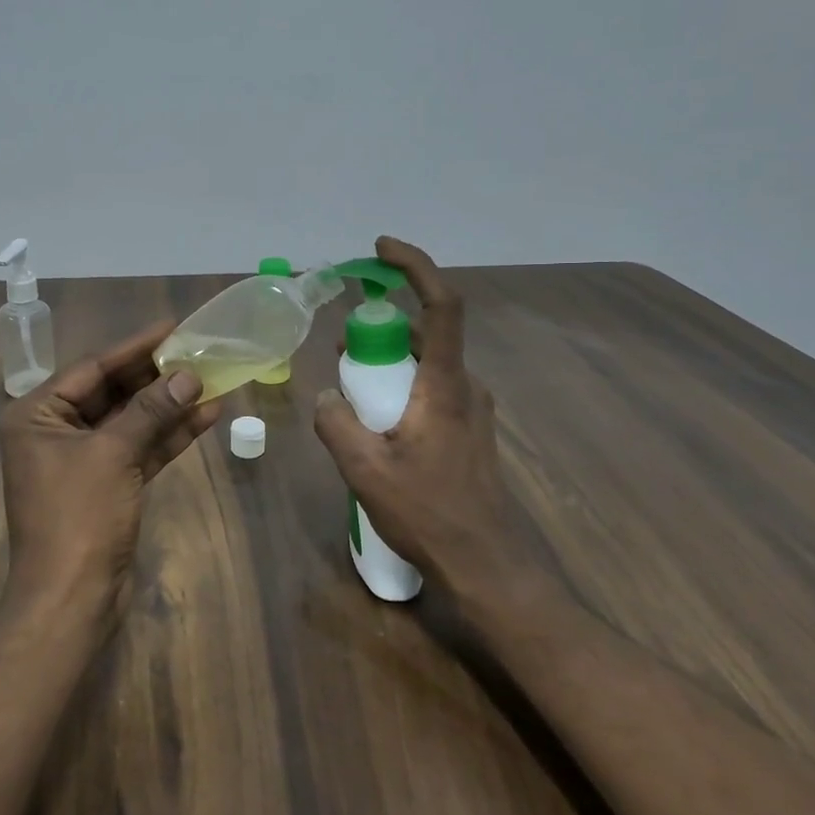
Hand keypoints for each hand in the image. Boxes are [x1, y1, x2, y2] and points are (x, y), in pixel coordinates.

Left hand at [0, 321, 220, 613]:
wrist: (70, 602)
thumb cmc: (78, 518)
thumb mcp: (113, 455)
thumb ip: (150, 411)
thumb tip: (188, 375)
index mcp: (37, 415)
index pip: (92, 368)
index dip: (136, 348)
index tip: (172, 327)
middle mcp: (54, 431)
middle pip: (112, 392)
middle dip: (156, 376)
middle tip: (198, 351)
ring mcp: (81, 460)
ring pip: (130, 421)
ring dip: (169, 405)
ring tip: (212, 380)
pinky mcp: (106, 485)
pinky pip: (138, 449)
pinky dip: (168, 436)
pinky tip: (205, 416)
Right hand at [313, 237, 547, 601]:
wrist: (487, 564)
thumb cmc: (429, 513)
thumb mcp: (364, 469)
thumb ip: (336, 423)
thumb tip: (327, 397)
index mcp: (445, 385)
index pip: (440, 305)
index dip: (414, 266)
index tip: (381, 249)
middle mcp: (464, 386)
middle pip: (426, 333)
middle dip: (382, 329)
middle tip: (344, 351)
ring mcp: (471, 408)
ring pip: (426, 363)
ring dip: (389, 362)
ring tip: (352, 391)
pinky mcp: (468, 429)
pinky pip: (431, 388)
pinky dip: (401, 386)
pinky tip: (377, 423)